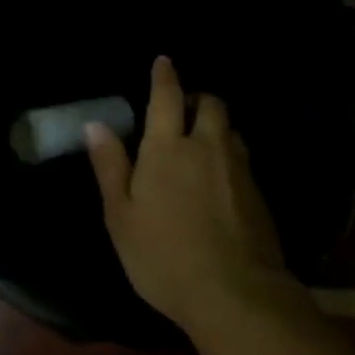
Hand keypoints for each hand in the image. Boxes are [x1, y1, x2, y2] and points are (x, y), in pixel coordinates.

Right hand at [85, 56, 298, 331]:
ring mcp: (238, 169)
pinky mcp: (258, 193)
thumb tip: (96, 125)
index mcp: (168, 148)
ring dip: (216, 126)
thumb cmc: (163, 255)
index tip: (164, 61)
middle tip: (182, 111)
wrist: (235, 293)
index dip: (165, 76)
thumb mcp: (121, 216)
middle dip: (197, 99)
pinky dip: (229, 155)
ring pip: (230, 130)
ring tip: (201, 143)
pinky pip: (243, 158)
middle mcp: (207, 147)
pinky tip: (220, 179)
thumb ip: (110, 166)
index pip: (167, 97)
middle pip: (210, 104)